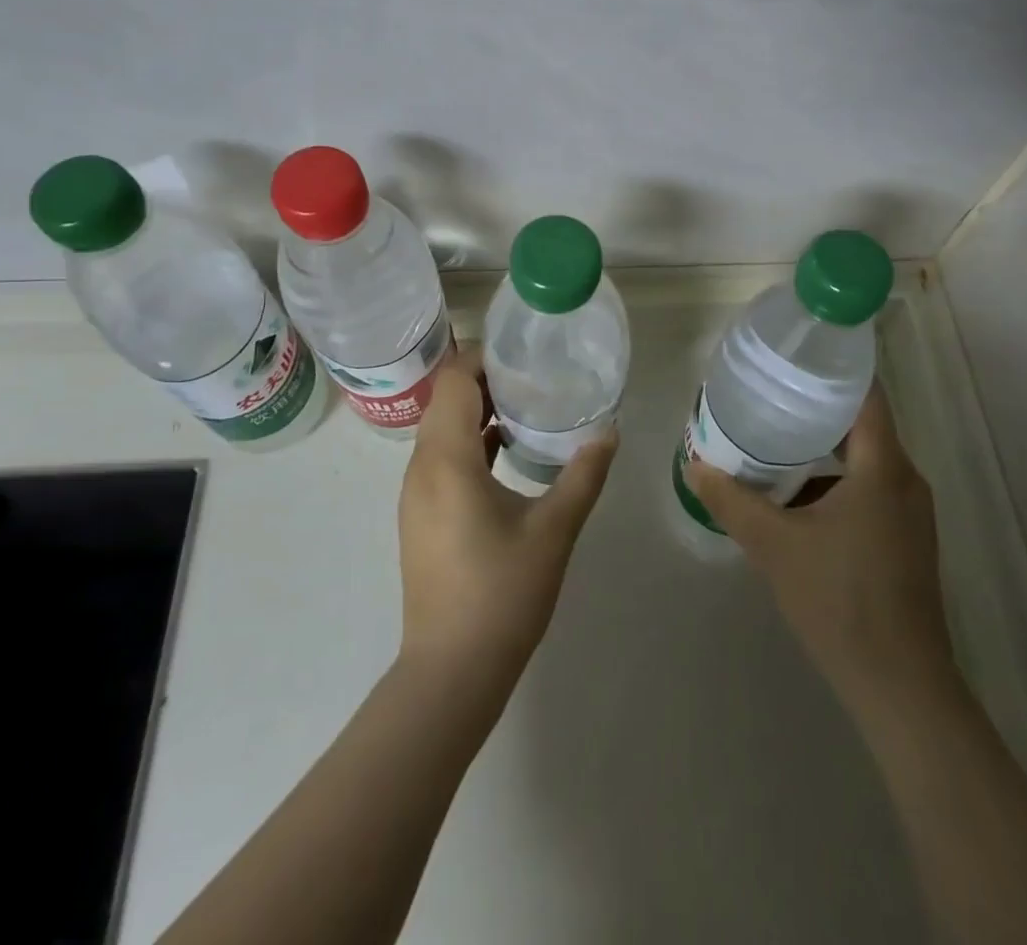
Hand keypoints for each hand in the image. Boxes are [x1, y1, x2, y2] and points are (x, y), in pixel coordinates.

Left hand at [397, 344, 617, 705]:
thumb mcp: (554, 530)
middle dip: (486, 380)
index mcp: (446, 460)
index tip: (524, 353)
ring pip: (442, 429)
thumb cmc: (502, 594)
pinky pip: (442, 457)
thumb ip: (584, 475)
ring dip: (479, 411)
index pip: (453, 380)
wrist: (450, 672)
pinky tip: (509, 452)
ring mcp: (416, 494)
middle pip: (445, 399)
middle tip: (535, 376)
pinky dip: (471, 442)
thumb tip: (610, 432)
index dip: (483, 357)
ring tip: (528, 407)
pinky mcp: (421, 516)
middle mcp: (421, 467)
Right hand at [684, 384, 952, 714]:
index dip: (836, 370)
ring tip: (774, 440)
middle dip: (816, 409)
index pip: (867, 396)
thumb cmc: (839, 600)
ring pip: (865, 461)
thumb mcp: (774, 545)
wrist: (899, 684)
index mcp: (883, 468)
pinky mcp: (906, 539)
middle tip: (770, 396)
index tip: (797, 357)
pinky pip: (869, 490)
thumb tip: (694, 464)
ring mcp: (910, 513)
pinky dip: (835, 482)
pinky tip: (797, 496)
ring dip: (823, 449)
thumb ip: (731, 500)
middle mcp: (905, 480)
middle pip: (862, 425)